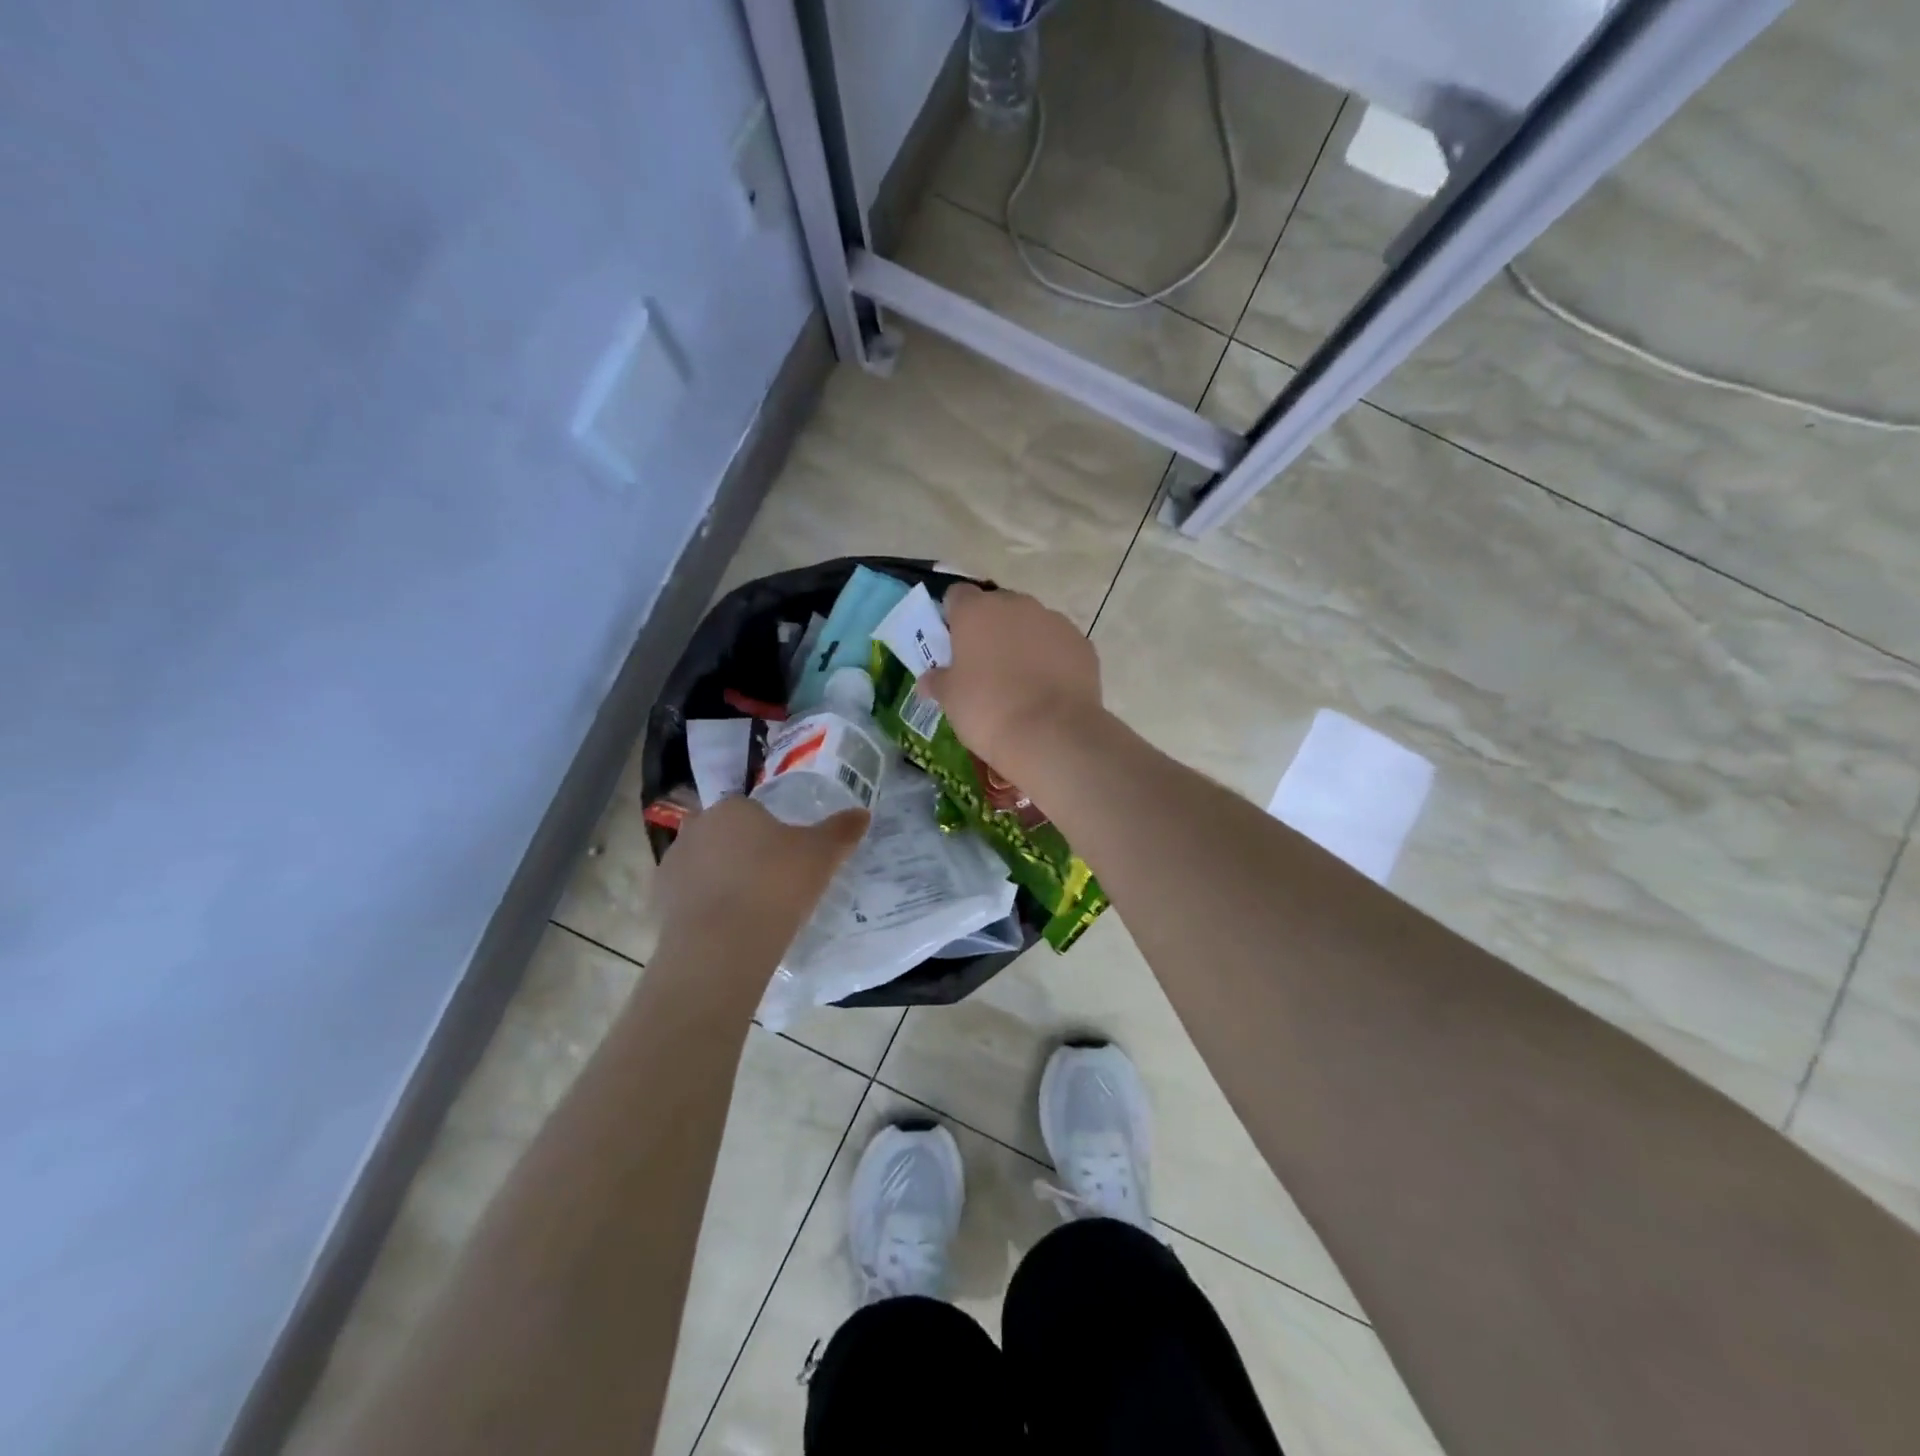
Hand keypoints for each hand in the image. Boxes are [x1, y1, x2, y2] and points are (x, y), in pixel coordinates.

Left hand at [652, 796, 867, 950]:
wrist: (722, 946)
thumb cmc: (776, 885)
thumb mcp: (822, 855)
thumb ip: (841, 830)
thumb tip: (862, 813)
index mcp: (732, 808)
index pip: (753, 810)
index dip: (772, 833)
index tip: (789, 858)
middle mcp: (696, 828)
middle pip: (726, 836)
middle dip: (744, 853)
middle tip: (773, 883)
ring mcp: (672, 865)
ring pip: (705, 866)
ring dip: (722, 881)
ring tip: (751, 911)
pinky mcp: (658, 903)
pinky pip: (689, 899)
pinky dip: (705, 909)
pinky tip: (728, 930)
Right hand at [920, 584, 1103, 775]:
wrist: (1051, 733)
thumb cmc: (988, 710)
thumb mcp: (950, 699)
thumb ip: (938, 681)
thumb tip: (929, 679)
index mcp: (976, 611)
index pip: (957, 596)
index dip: (953, 617)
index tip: (953, 643)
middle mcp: (1016, 605)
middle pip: (997, 607)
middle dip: (991, 629)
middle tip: (985, 666)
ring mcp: (1054, 621)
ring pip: (1032, 624)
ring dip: (1024, 642)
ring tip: (1021, 681)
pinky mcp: (1082, 643)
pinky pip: (1059, 645)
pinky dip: (1052, 659)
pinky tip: (1048, 690)